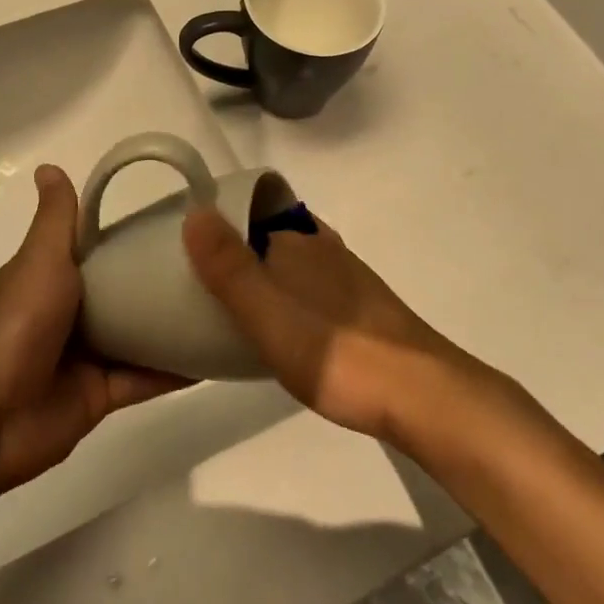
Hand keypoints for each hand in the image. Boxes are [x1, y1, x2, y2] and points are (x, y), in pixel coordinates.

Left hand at [0, 165, 184, 493]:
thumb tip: (49, 166)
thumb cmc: (17, 325)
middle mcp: (68, 315)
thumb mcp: (40, 261)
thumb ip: (57, 220)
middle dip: (158, 283)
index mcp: (50, 279)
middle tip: (212, 266)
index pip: (96, 251)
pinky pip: (144, 379)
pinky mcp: (100, 395)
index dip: (130, 238)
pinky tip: (212, 357)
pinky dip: (174, 370)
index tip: (177, 225)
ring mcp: (85, 357)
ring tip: (222, 307)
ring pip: (137, 337)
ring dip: (170, 326)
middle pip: (121, 295)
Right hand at [182, 205, 484, 445]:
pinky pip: (308, 288)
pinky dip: (285, 296)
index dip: (217, 221)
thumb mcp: (266, 311)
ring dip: (260, 273)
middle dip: (235, 248)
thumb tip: (194, 211)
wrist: (418, 394)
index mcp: (298, 239)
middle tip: (196, 281)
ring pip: (290, 262)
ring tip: (227, 306)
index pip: (249, 209)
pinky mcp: (360, 308)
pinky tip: (277, 329)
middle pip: (268, 234)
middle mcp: (323, 247)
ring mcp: (346, 276)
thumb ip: (228, 265)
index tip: (184, 246)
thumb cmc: (335, 351)